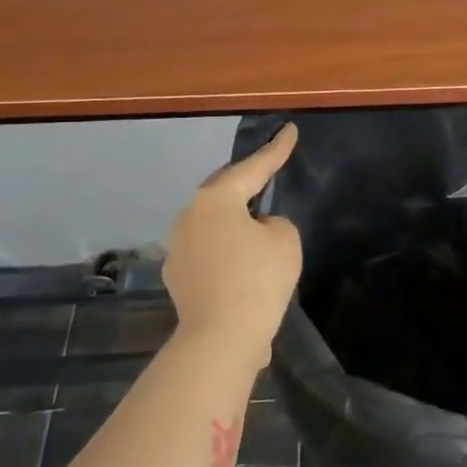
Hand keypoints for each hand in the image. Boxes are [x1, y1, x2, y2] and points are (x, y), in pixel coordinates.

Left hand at [164, 124, 301, 365]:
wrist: (222, 337)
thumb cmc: (258, 278)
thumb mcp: (285, 240)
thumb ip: (274, 224)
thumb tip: (257, 230)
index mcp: (215, 199)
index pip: (253, 168)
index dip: (276, 149)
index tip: (289, 130)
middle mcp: (188, 217)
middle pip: (222, 191)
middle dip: (245, 182)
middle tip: (265, 172)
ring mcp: (177, 249)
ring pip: (212, 224)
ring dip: (233, 221)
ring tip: (256, 226)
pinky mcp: (177, 278)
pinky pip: (208, 253)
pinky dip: (226, 252)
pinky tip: (243, 266)